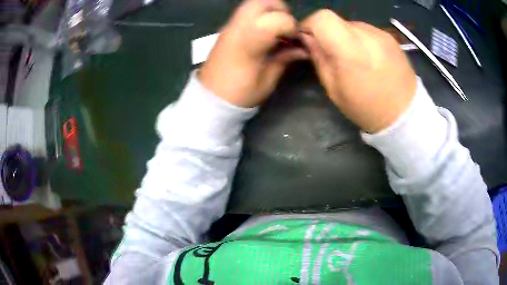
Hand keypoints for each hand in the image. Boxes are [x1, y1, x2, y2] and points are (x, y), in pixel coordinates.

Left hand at [199, 0, 307, 107]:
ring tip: (275, 30)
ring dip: (269, 12)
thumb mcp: (267, 80)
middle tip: (285, 28)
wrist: (210, 98)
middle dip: (280, 10)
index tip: (295, 40)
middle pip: (263, 2)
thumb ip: (285, 59)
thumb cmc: (240, 94)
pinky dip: (259, 17)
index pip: (278, 18)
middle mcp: (238, 28)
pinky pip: (245, 13)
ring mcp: (229, 26)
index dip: (292, 26)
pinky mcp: (226, 29)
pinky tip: (263, 34)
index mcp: (250, 42)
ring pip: (252, 4)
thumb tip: (303, 49)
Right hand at [300, 10, 416, 132]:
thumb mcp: (334, 89)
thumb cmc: (367, 108)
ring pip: (352, 25)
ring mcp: (382, 34)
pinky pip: (367, 31)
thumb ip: (319, 58)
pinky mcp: (391, 37)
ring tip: (355, 58)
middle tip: (333, 53)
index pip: (322, 18)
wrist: (405, 114)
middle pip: (337, 20)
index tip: (308, 37)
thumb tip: (307, 38)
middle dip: (328, 33)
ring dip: (346, 36)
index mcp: (351, 50)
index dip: (310, 23)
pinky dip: (361, 39)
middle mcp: (367, 35)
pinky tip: (369, 58)